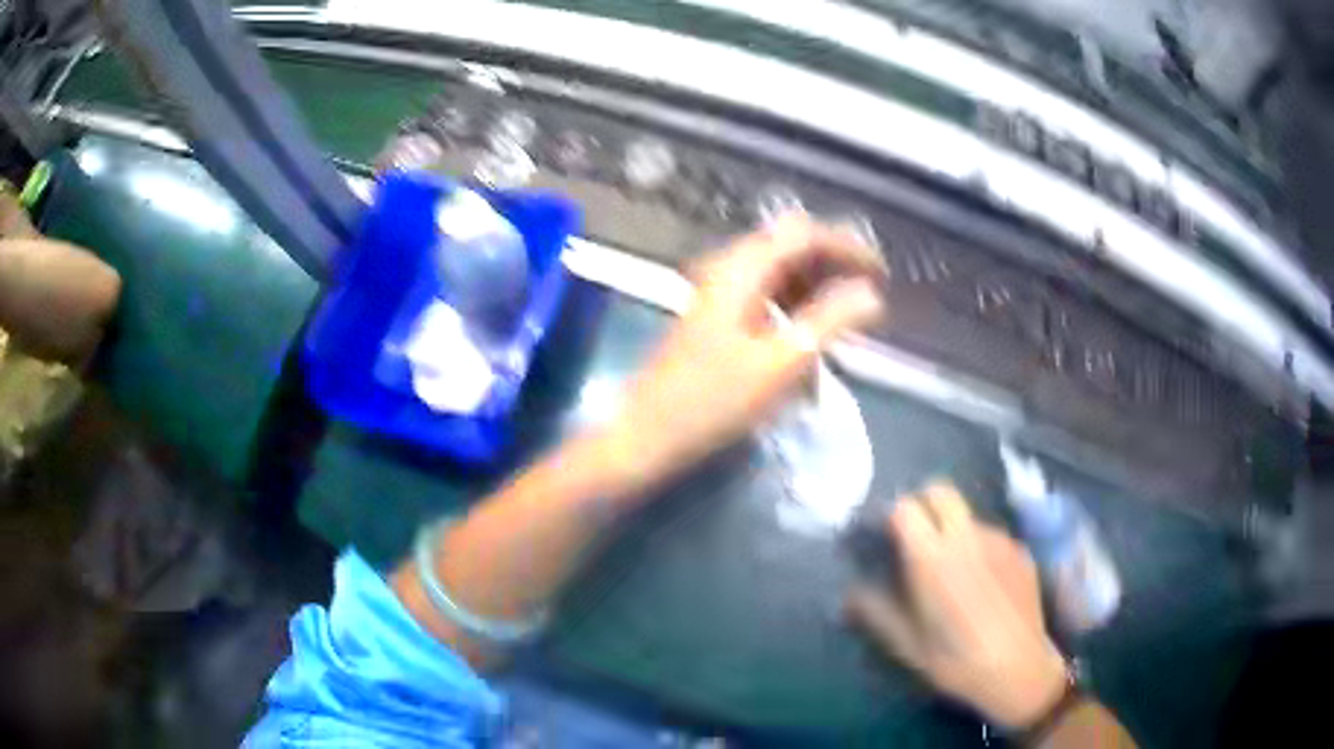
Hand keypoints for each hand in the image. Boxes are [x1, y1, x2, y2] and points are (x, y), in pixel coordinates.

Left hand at [604, 215, 885, 489]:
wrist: (648, 435)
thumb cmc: (714, 401)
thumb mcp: (782, 362)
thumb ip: (831, 321)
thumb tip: (872, 295)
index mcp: (741, 269)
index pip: (804, 235)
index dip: (848, 247)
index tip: (882, 273)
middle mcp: (728, 269)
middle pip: (791, 248)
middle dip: (834, 267)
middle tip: (869, 297)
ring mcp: (720, 293)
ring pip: (780, 274)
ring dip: (816, 290)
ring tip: (847, 323)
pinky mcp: (717, 318)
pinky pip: (766, 299)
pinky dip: (794, 312)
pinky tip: (811, 342)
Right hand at [847, 483, 1068, 727]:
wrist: (1018, 668)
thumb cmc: (955, 659)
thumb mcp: (906, 644)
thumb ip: (875, 611)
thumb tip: (849, 593)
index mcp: (932, 556)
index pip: (905, 507)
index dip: (891, 517)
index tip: (884, 537)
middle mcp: (967, 535)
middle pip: (941, 491)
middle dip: (923, 504)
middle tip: (916, 539)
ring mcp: (999, 538)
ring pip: (968, 516)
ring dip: (954, 530)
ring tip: (954, 571)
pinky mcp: (1021, 549)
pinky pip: (992, 537)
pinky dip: (980, 549)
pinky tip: (983, 585)